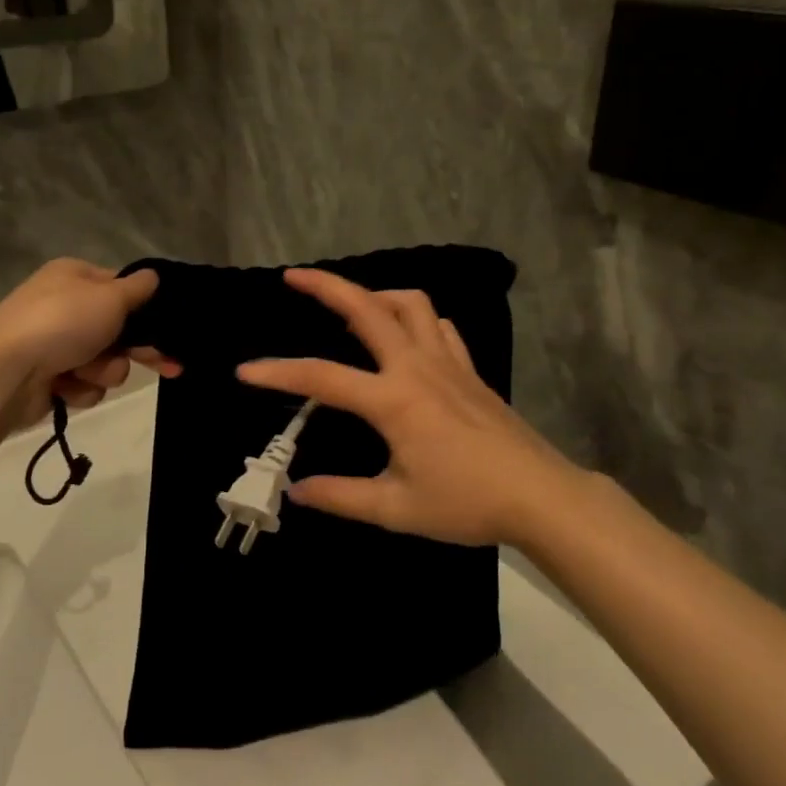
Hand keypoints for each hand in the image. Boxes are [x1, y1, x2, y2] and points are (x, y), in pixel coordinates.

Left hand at [0, 259, 179, 427]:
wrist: (5, 374)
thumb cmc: (62, 323)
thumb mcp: (110, 297)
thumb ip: (138, 289)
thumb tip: (152, 277)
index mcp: (74, 277)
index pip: (121, 288)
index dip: (145, 308)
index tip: (170, 328)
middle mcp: (64, 306)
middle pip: (117, 329)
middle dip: (136, 350)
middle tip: (169, 367)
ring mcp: (54, 344)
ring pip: (105, 362)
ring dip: (104, 371)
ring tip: (85, 373)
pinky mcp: (48, 378)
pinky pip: (83, 385)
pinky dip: (80, 389)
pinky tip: (65, 387)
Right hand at [239, 269, 584, 546]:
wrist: (541, 497)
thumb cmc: (466, 503)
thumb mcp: (397, 509)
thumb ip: (342, 497)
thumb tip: (297, 491)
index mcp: (394, 400)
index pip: (322, 378)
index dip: (278, 372)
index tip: (244, 371)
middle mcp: (417, 367)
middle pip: (368, 307)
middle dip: (327, 285)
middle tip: (294, 276)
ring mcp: (448, 363)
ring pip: (410, 304)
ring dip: (376, 294)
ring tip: (351, 304)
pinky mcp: (470, 370)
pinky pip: (440, 326)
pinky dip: (415, 318)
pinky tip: (406, 335)